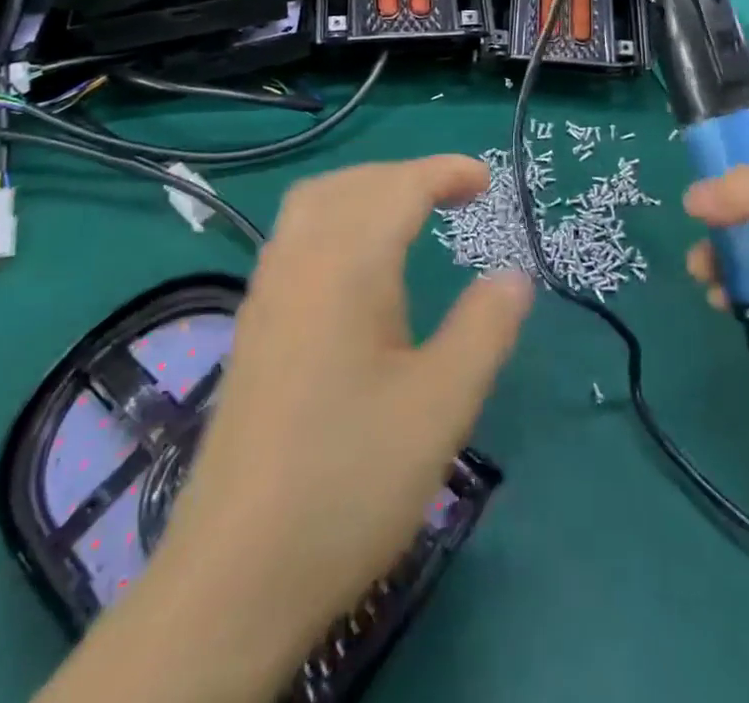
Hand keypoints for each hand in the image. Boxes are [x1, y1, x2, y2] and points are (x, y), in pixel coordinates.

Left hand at [147, 157, 532, 687]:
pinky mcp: (252, 327)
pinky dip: (335, 219)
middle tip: (453, 196)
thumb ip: (484, 329)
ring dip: (364, 191)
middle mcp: (297, 262)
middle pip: (351, 184)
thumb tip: (514, 275)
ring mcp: (266, 293)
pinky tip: (356, 268)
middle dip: (405, 176)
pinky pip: (294, 237)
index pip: (397, 187)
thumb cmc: (350, 480)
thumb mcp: (441, 406)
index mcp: (345, 266)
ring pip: (313, 205)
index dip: (444, 172)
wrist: (234, 575)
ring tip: (409, 216)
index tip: (486, 181)